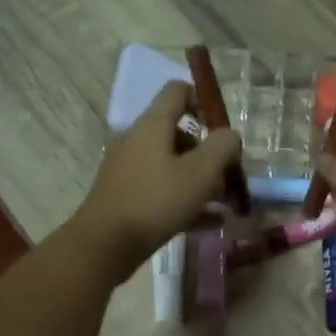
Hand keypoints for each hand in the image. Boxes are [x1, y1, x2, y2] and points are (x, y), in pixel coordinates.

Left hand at [67, 83, 240, 281]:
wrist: (105, 244)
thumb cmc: (156, 201)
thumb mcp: (200, 173)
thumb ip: (222, 147)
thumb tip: (230, 135)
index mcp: (152, 125)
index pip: (177, 91)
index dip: (202, 101)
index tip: (221, 129)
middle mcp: (137, 140)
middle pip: (179, 133)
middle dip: (208, 153)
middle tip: (229, 177)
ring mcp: (128, 169)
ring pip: (172, 165)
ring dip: (201, 180)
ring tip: (226, 204)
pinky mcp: (125, 196)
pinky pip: (162, 190)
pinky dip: (186, 200)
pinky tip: (211, 222)